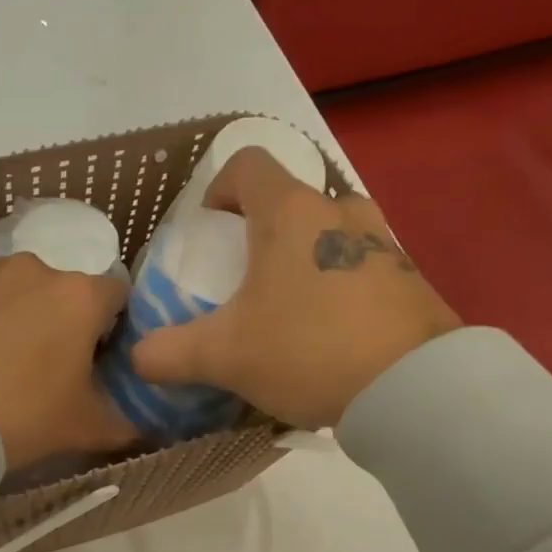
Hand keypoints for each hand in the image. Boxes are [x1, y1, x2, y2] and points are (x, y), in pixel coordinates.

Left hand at [0, 252, 135, 470]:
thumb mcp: (83, 429)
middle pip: (63, 291)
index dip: (113, 327)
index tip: (97, 360)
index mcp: (80, 296)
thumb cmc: (19, 415)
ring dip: (17, 315)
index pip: (117, 296)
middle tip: (45, 369)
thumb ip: (124, 424)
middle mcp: (36, 268)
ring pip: (15, 289)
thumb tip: (143, 426)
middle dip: (61, 321)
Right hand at [131, 149, 460, 428]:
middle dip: (260, 233)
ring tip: (287, 310)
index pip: (246, 164)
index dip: (218, 189)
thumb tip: (138, 358)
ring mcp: (383, 242)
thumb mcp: (225, 356)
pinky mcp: (410, 277)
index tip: (209, 231)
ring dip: (303, 259)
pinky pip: (361, 266)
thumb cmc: (308, 350)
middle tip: (243, 280)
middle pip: (290, 201)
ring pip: (328, 233)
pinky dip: (338, 286)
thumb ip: (171, 353)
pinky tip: (330, 335)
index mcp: (290, 212)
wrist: (413, 387)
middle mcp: (340, 211)